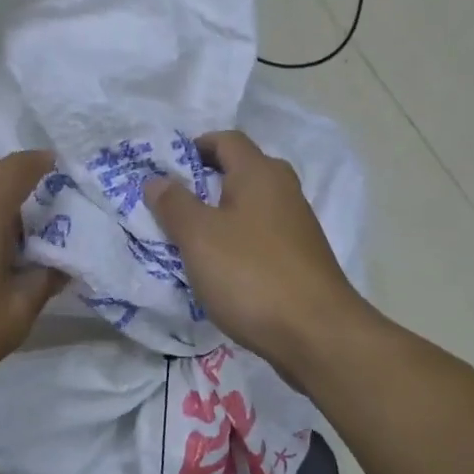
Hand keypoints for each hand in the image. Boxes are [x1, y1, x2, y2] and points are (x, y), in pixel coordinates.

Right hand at [143, 130, 370, 375]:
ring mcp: (296, 223)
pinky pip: (260, 233)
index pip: (226, 139)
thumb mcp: (198, 237)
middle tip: (171, 203)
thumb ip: (174, 204)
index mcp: (259, 173)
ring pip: (250, 205)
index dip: (195, 146)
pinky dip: (237, 239)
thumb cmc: (251, 274)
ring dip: (220, 214)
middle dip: (204, 181)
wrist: (317, 334)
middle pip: (240, 170)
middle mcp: (283, 189)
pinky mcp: (301, 256)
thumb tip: (157, 180)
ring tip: (188, 237)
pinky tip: (219, 265)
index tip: (166, 168)